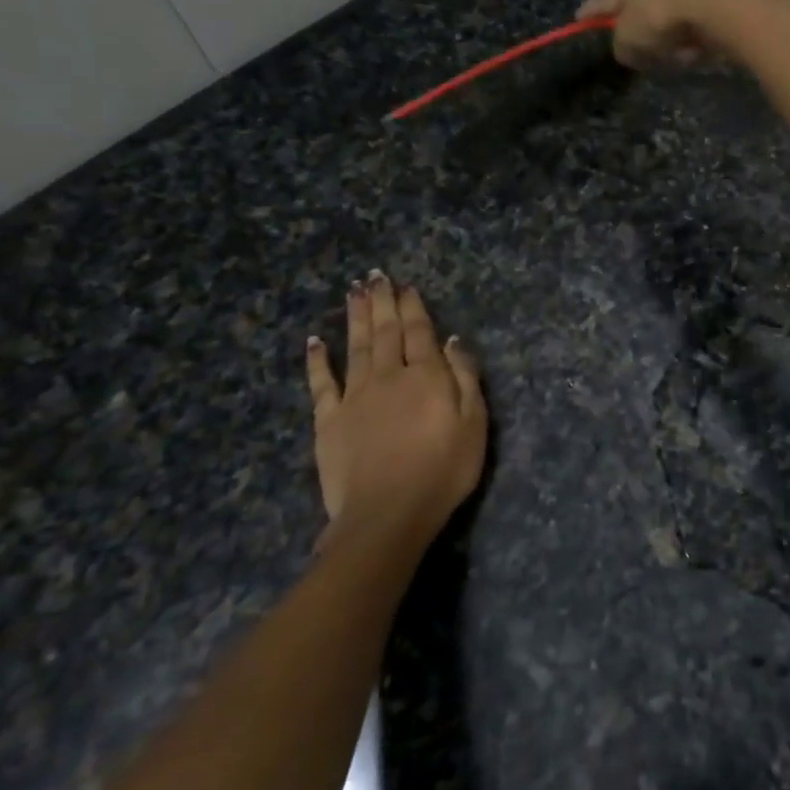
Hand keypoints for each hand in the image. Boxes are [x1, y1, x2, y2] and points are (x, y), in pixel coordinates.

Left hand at [304, 275, 486, 558]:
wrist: (387, 514)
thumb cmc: (443, 470)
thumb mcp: (474, 424)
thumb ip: (465, 377)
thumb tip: (453, 340)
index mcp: (426, 376)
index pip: (420, 332)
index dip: (413, 307)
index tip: (406, 286)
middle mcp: (388, 376)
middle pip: (385, 332)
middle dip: (382, 302)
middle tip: (376, 276)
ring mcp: (355, 397)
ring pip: (355, 347)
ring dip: (355, 318)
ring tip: (354, 292)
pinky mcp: (329, 420)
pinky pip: (321, 383)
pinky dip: (318, 360)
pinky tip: (315, 341)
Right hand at [579, 0, 782, 68]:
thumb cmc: (662, 14)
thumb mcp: (631, 40)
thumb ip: (623, 46)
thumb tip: (627, 49)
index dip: (595, 11)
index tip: (582, 18)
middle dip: (650, 21)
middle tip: (653, 49)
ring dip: (683, 25)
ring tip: (689, 52)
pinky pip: (712, 4)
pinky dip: (708, 22)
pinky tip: (711, 40)